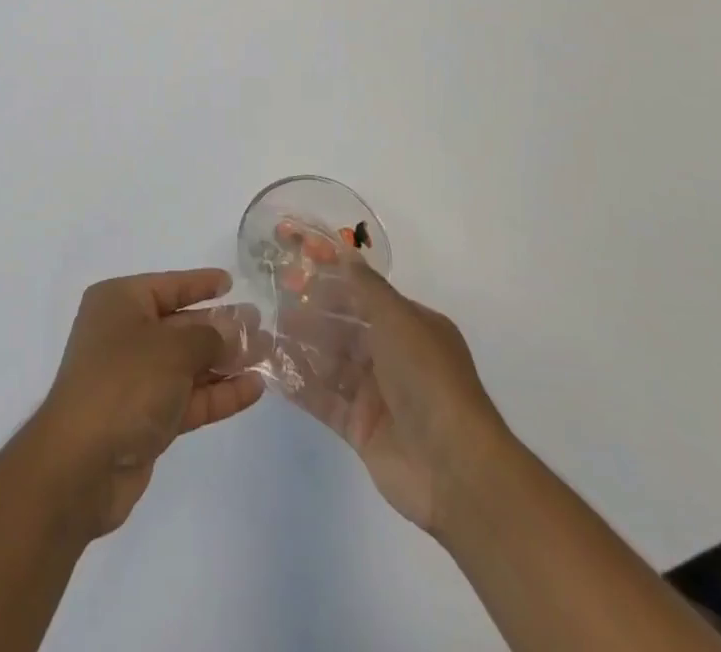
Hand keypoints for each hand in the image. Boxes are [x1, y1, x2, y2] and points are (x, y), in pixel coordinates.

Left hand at [29, 269, 263, 539]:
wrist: (82, 464)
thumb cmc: (124, 382)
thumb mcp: (172, 349)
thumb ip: (209, 337)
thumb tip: (234, 330)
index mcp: (119, 303)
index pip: (168, 286)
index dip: (200, 283)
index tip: (231, 281)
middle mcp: (125, 334)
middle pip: (182, 325)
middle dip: (221, 326)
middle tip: (263, 325)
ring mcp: (135, 378)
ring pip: (188, 364)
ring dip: (226, 362)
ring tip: (268, 356)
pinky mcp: (146, 418)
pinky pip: (188, 397)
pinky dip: (218, 393)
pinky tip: (254, 389)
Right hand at [279, 258, 510, 540]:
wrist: (454, 467)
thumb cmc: (428, 378)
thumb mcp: (399, 319)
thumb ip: (367, 287)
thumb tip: (344, 253)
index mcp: (413, 329)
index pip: (367, 299)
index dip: (334, 286)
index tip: (297, 272)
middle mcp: (396, 359)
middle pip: (347, 331)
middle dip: (313, 317)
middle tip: (274, 304)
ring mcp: (378, 396)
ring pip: (333, 364)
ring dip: (303, 349)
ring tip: (266, 334)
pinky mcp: (361, 429)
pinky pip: (325, 401)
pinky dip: (301, 386)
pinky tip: (272, 370)